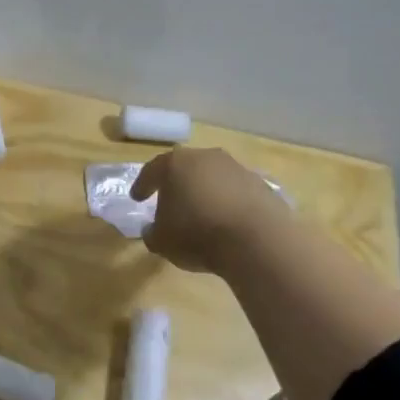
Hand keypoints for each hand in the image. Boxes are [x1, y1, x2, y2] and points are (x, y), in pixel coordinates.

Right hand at [130, 147, 287, 273]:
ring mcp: (237, 168)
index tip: (137, 197)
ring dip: (205, 191)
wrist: (258, 241)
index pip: (152, 171)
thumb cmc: (198, 235)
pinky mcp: (262, 184)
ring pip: (213, 177)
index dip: (143, 185)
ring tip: (202, 214)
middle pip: (185, 168)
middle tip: (170, 201)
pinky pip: (236, 192)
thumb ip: (152, 232)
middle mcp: (206, 158)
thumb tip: (153, 229)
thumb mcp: (161, 241)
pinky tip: (227, 222)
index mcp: (175, 164)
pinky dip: (228, 202)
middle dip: (177, 184)